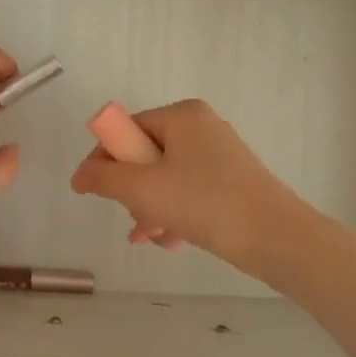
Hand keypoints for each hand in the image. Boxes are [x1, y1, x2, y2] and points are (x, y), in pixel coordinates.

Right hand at [69, 99, 306, 283]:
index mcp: (181, 115)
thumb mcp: (143, 189)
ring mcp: (219, 154)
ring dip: (151, 208)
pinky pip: (189, 191)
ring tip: (151, 237)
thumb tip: (78, 176)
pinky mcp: (232, 180)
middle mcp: (201, 126)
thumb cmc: (205, 203)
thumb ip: (103, 179)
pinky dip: (175, 213)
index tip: (94, 191)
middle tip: (133, 220)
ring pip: (166, 178)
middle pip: (145, 155)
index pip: (127, 129)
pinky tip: (172, 241)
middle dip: (132, 192)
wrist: (277, 237)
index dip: (105, 160)